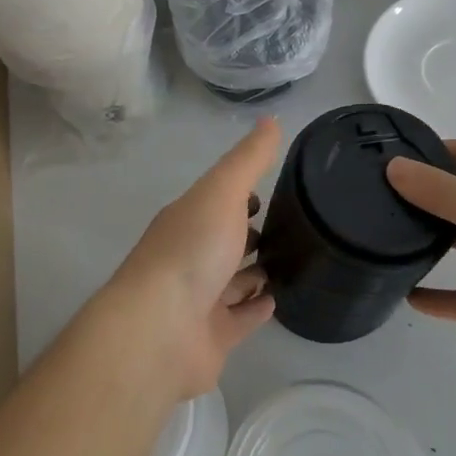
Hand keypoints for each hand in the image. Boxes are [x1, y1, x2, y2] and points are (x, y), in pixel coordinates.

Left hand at [99, 118, 280, 400]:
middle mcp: (192, 256)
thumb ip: (248, 160)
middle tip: (292, 227)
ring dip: (258, 272)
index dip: (243, 193)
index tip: (274, 188)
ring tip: (295, 261)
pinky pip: (240, 318)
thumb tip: (271, 119)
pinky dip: (257, 308)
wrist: (160, 329)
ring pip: (235, 280)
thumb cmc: (191, 250)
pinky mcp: (213, 336)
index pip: (219, 201)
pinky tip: (279, 300)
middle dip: (252, 233)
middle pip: (226, 241)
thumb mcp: (222, 192)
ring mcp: (200, 298)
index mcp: (188, 219)